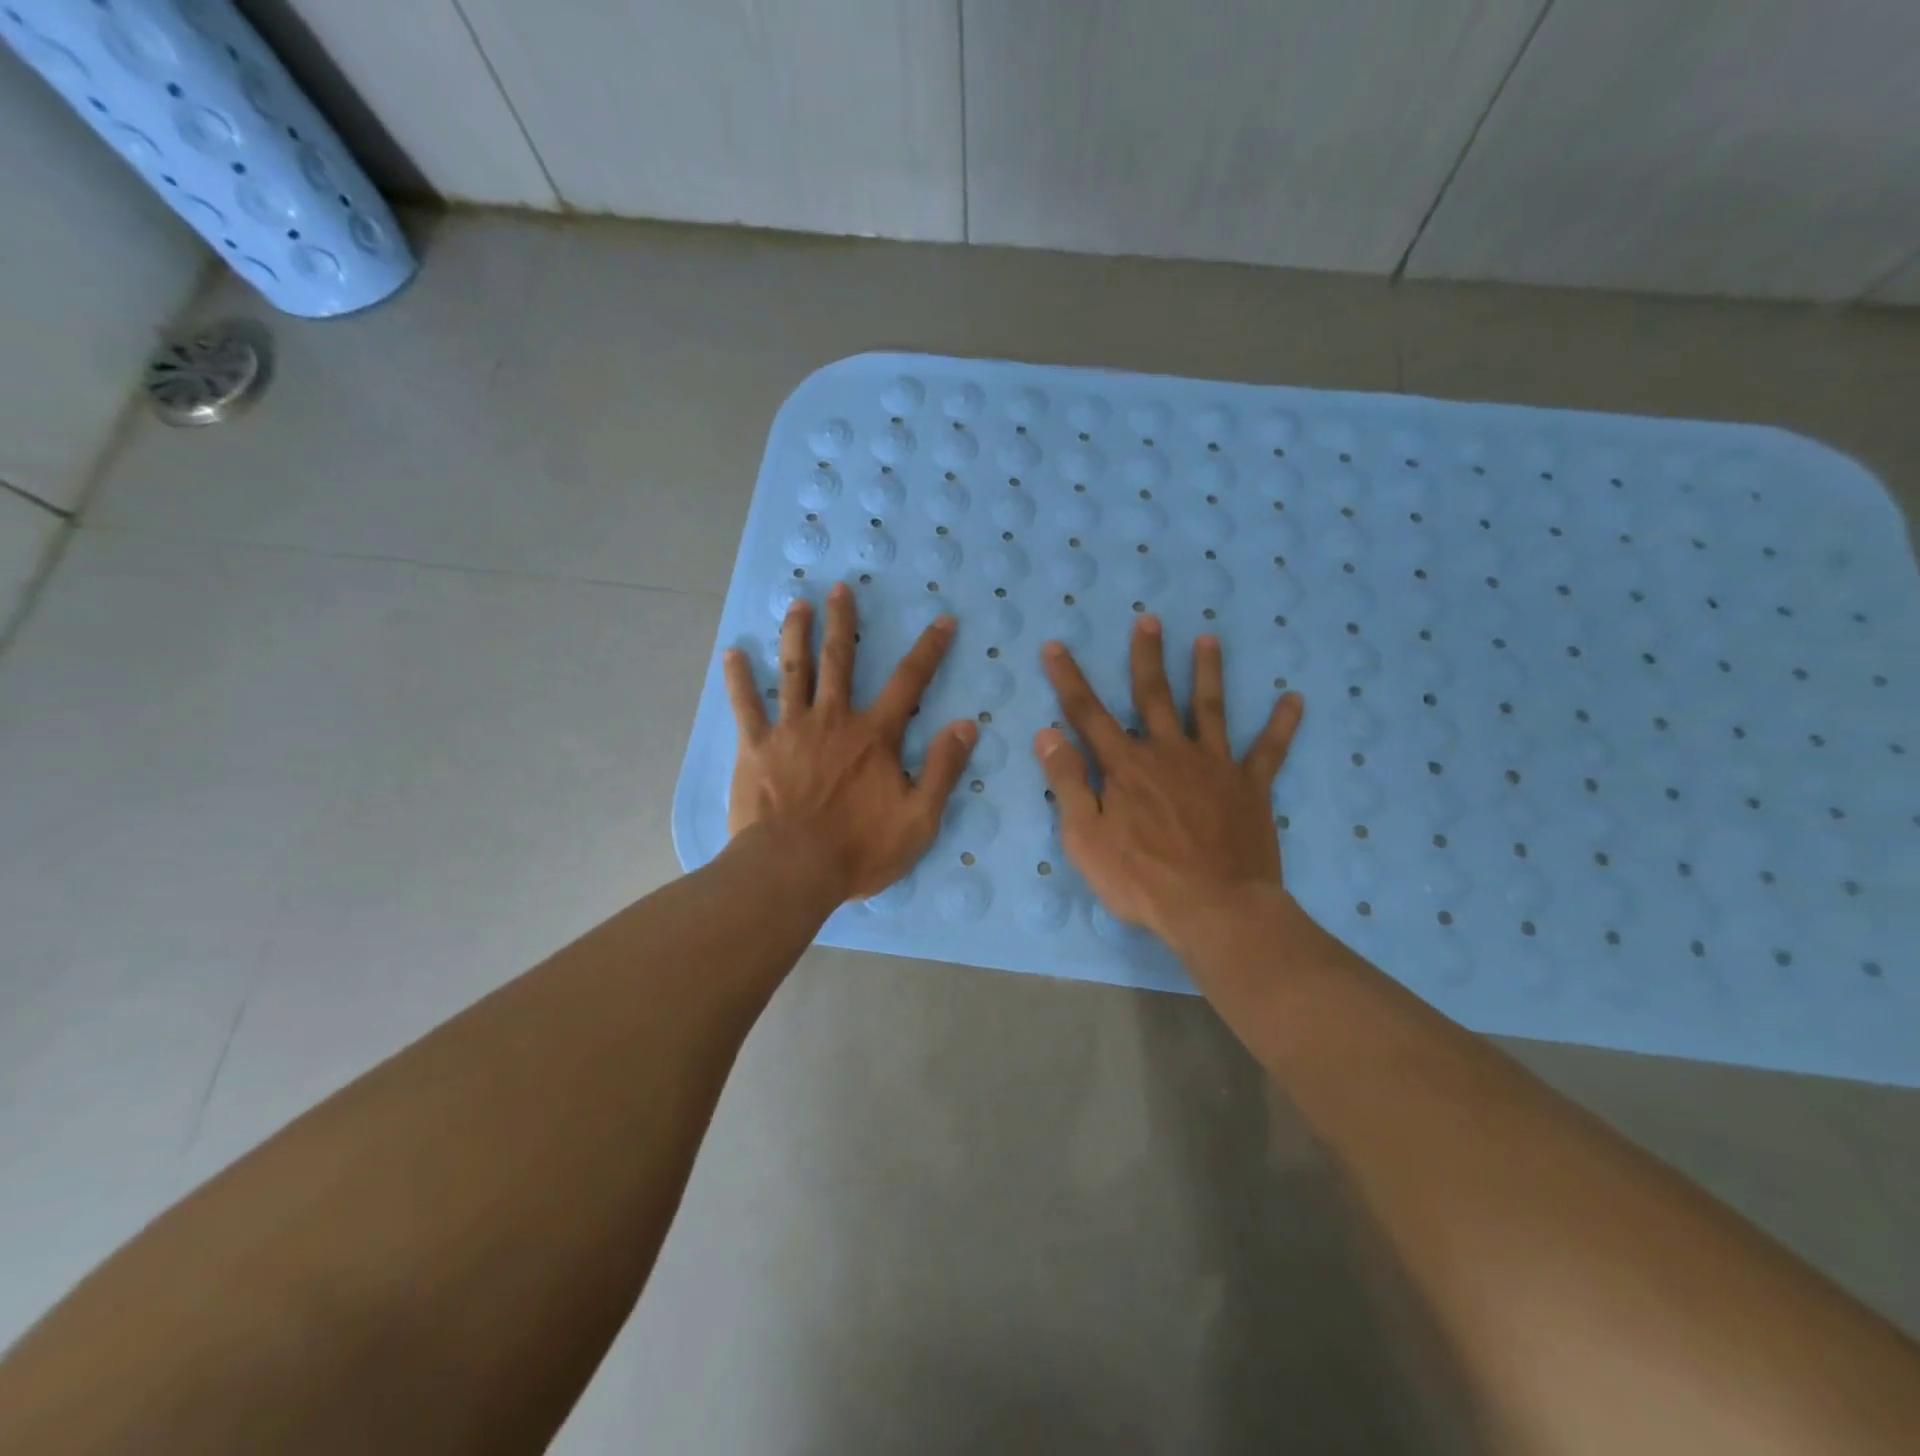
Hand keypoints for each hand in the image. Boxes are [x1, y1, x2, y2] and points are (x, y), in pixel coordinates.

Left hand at [724, 582, 976, 902]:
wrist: (792, 870)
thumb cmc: (859, 849)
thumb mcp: (919, 818)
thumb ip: (943, 768)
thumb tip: (967, 724)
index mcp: (874, 736)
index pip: (909, 682)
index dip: (929, 649)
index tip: (942, 620)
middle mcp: (833, 719)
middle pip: (840, 660)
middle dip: (843, 621)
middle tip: (840, 588)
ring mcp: (790, 729)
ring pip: (793, 670)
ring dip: (796, 634)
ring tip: (797, 603)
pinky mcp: (755, 747)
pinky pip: (745, 705)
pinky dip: (738, 678)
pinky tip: (732, 653)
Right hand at [1033, 616, 1303, 943]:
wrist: (1215, 909)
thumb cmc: (1141, 879)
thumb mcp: (1085, 837)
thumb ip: (1068, 782)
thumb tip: (1047, 734)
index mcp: (1126, 766)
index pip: (1088, 713)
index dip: (1068, 679)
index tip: (1054, 645)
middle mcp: (1169, 753)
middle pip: (1154, 696)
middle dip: (1147, 657)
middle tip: (1149, 619)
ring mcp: (1214, 766)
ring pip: (1209, 709)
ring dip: (1208, 672)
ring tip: (1209, 639)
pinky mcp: (1250, 788)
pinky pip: (1269, 750)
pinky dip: (1282, 725)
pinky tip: (1295, 699)